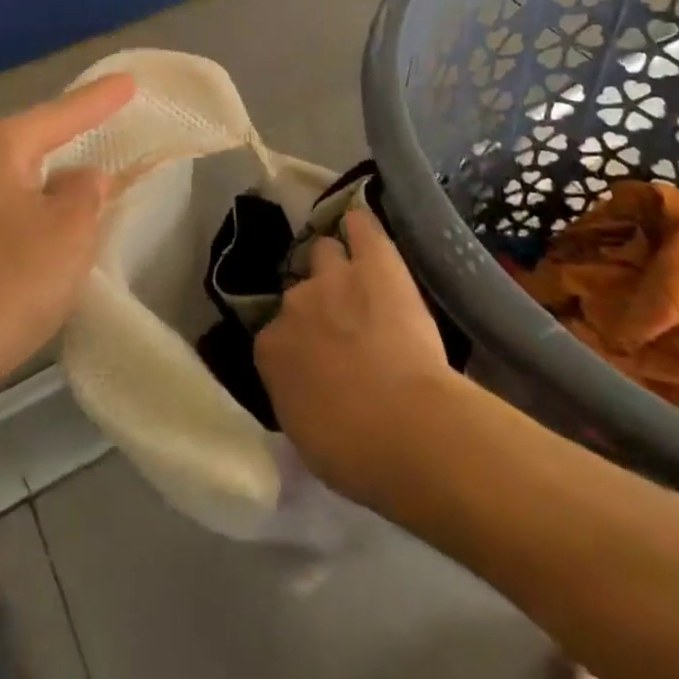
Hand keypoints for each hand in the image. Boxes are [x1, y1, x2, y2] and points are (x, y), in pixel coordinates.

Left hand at [0, 74, 135, 401]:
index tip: (129, 82)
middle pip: (33, 141)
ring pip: (16, 178)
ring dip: (50, 182)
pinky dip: (29, 212)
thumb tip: (83, 178)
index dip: (100, 100)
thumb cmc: (4, 282)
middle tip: (109, 123)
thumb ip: (87, 192)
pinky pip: (1, 208)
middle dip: (71, 137)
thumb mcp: (69, 232)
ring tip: (85, 179)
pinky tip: (44, 230)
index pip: (62, 114)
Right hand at [255, 208, 456, 507]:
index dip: (297, 347)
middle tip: (341, 328)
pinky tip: (362, 227)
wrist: (407, 427)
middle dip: (315, 306)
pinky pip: (359, 226)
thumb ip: (297, 396)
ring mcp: (332, 277)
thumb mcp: (307, 434)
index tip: (316, 363)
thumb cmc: (355, 453)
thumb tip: (306, 387)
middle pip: (298, 292)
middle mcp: (293, 304)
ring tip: (354, 279)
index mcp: (271, 350)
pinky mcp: (374, 261)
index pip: (275, 337)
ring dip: (335, 265)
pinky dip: (360, 226)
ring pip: (324, 251)